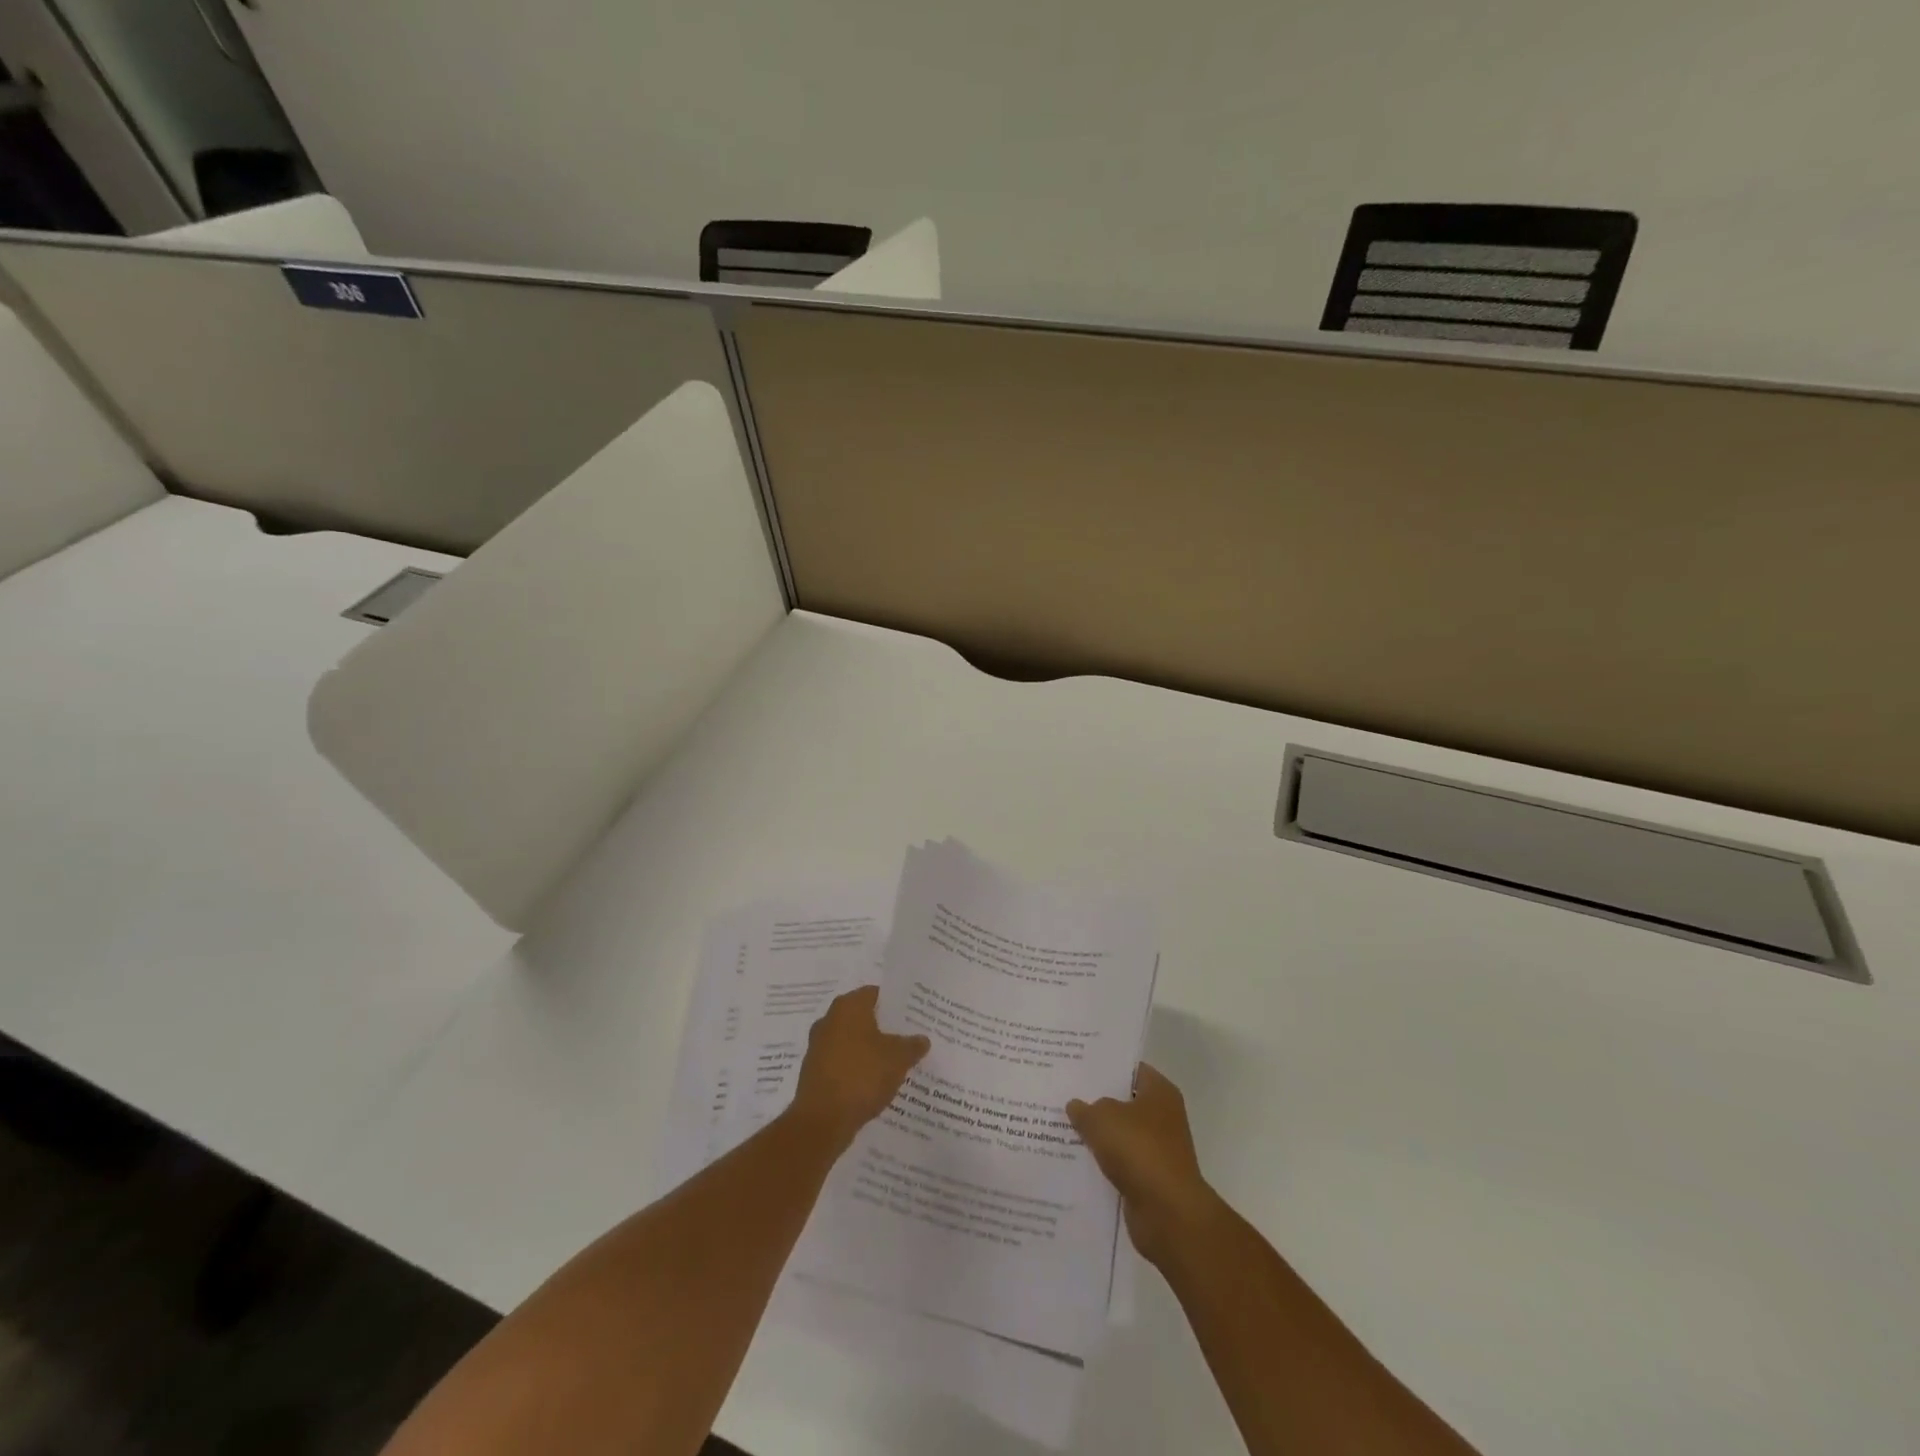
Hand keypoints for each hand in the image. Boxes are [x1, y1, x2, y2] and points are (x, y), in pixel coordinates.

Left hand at [788, 986, 929, 1149]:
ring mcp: (818, 1046)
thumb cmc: (862, 1076)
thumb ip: (912, 1045)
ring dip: (870, 1050)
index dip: (896, 1004)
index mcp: (848, 1007)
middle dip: (884, 1028)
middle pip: (863, 1017)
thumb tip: (922, 1039)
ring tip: (896, 1062)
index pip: (876, 994)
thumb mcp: (898, 1059)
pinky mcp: (814, 1072)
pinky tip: (874, 1083)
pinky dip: (857, 1069)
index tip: (914, 1015)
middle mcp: (829, 1020)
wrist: (822, 1121)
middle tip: (909, 1037)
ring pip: (852, 1041)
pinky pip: (842, 1063)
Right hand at [1068, 1063, 1217, 1266]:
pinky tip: (1075, 1161)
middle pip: (1124, 1103)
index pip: (1131, 1070)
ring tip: (1061, 1127)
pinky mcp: (1150, 1180)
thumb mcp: (1102, 1118)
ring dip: (1098, 1137)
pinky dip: (1103, 1165)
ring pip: (1120, 1136)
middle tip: (1063, 1095)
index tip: (1077, 1067)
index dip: (1105, 1068)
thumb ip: (1085, 1109)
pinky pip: (1120, 1165)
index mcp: (1160, 1092)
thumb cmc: (1139, 1150)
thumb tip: (1076, 1106)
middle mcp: (1164, 1117)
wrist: (1168, 1213)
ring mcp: (1158, 1151)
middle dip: (1096, 1102)